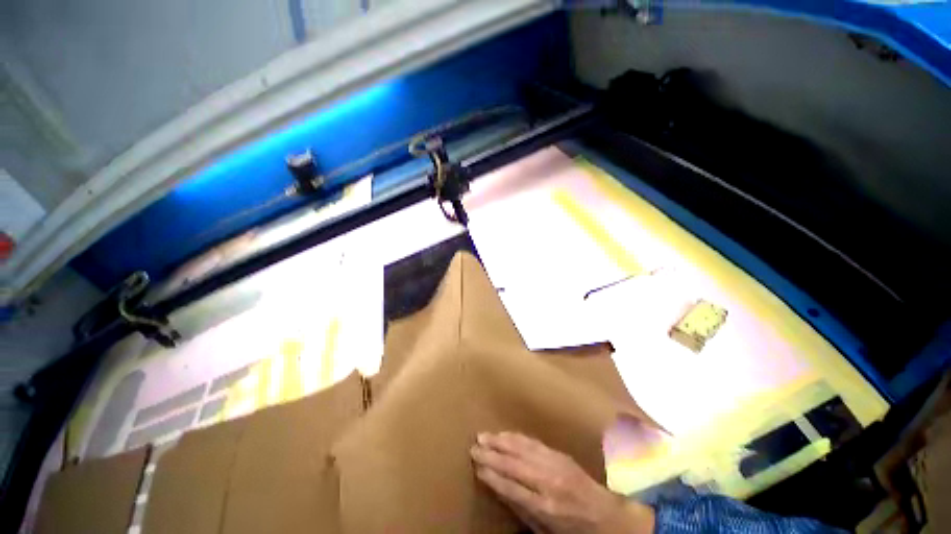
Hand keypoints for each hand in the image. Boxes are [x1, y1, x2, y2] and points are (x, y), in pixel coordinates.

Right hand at [470, 432, 654, 533]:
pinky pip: (533, 442)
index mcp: (545, 506)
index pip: (511, 487)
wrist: (606, 516)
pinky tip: (506, 434)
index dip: (491, 475)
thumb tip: (499, 488)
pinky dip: (517, 437)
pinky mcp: (560, 454)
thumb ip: (522, 510)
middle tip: (473, 446)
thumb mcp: (545, 531)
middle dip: (491, 454)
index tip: (476, 466)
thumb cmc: (573, 530)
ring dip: (501, 441)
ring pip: (522, 448)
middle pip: (513, 463)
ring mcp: (555, 464)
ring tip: (484, 436)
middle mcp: (548, 481)